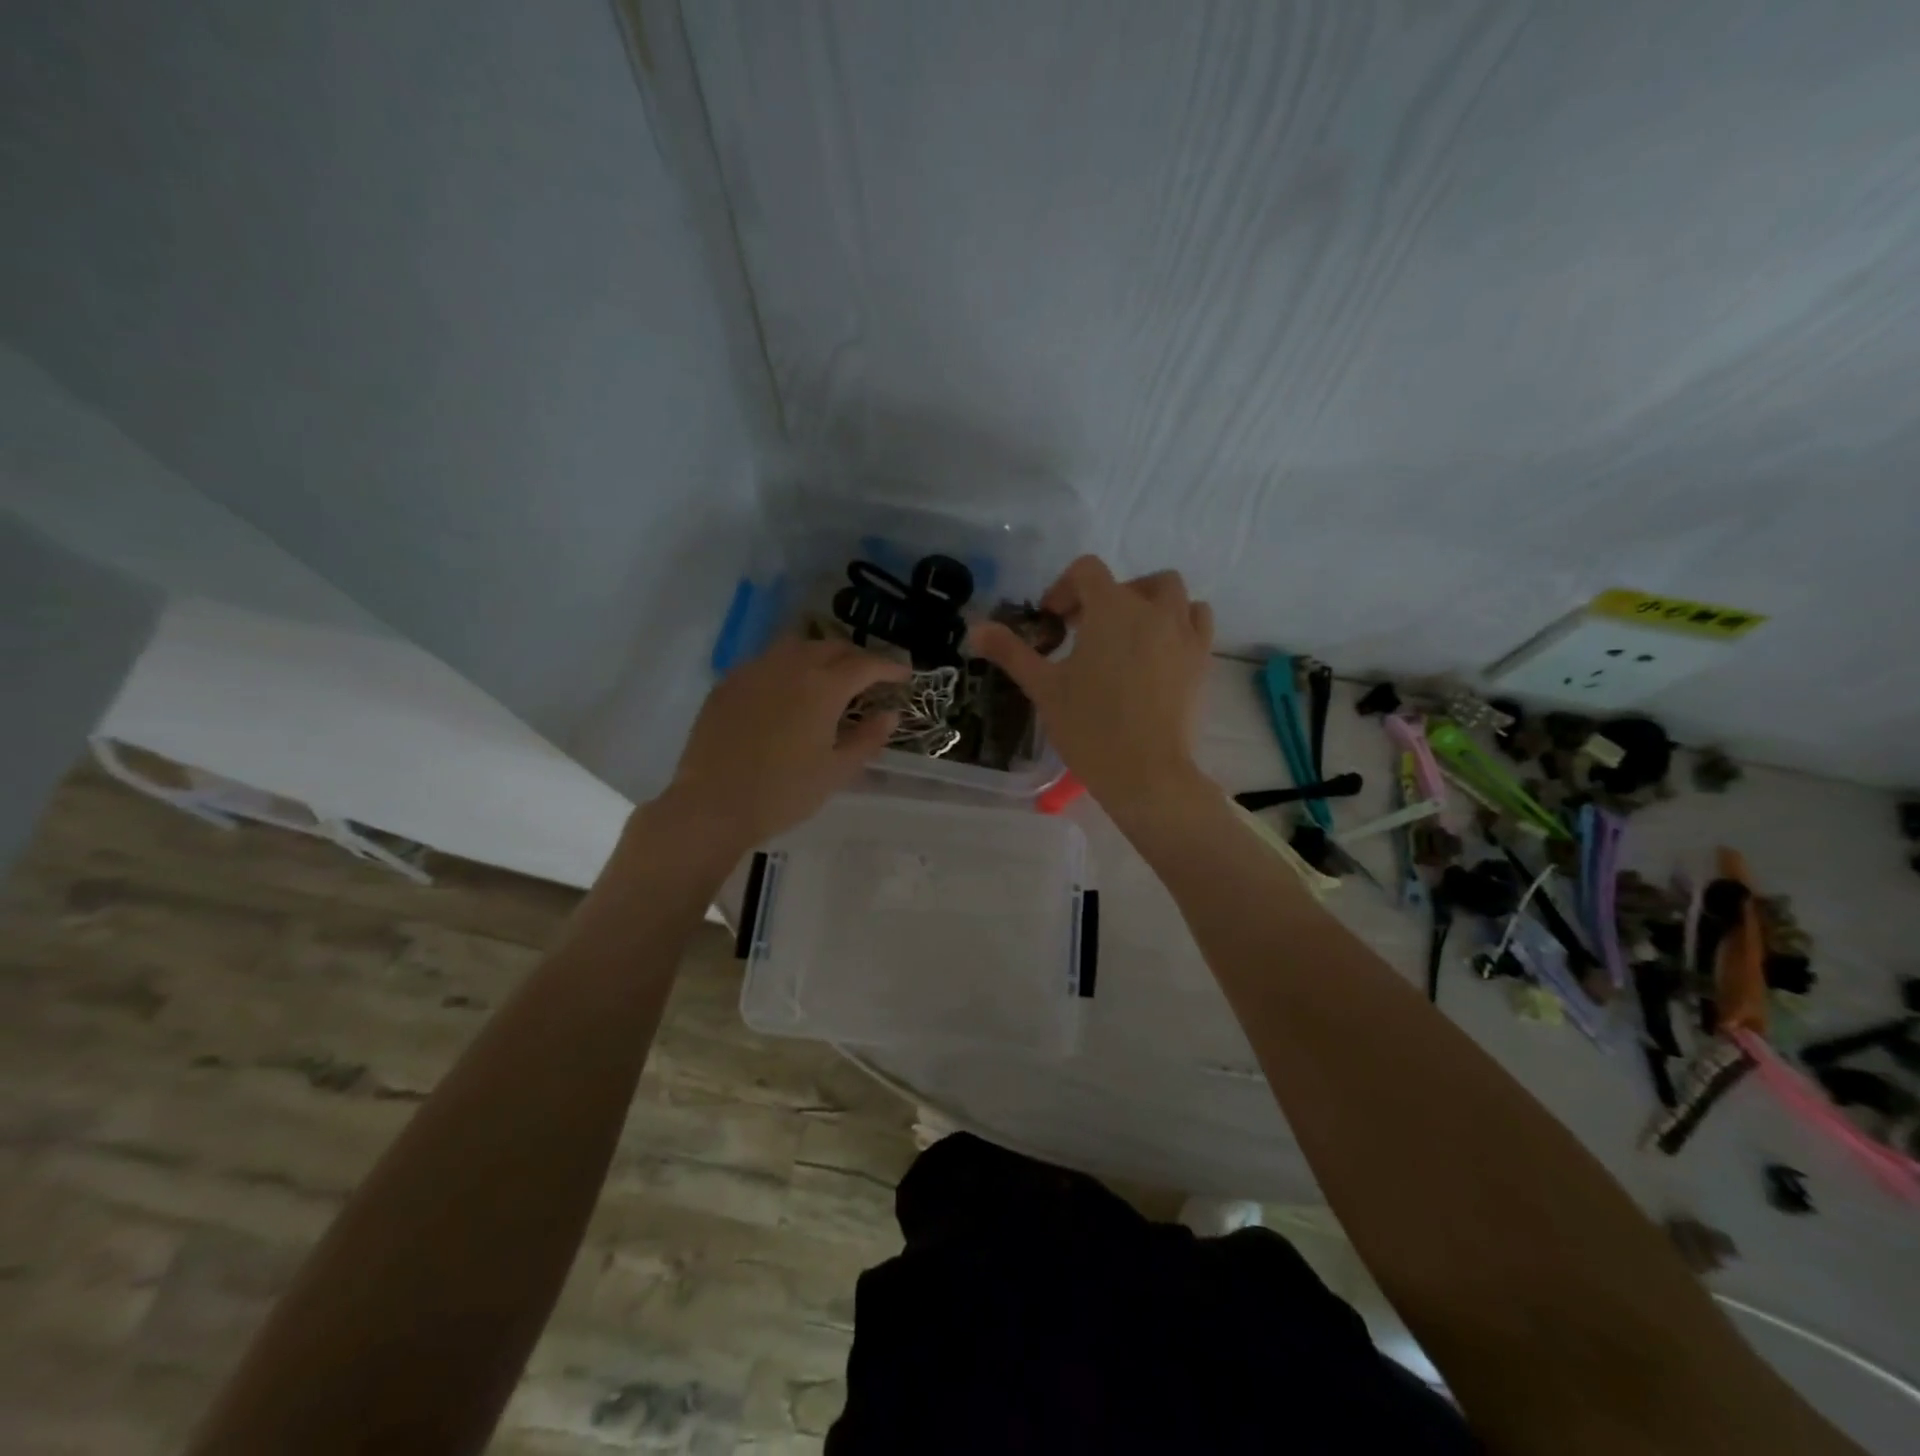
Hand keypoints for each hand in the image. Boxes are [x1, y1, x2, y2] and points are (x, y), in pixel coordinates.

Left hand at [653, 636, 908, 850]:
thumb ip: (867, 738)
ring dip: (821, 653)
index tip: (905, 675)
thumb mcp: (836, 771)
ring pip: (797, 646)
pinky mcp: (729, 683)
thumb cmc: (783, 793)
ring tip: (830, 675)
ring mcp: (755, 670)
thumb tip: (890, 715)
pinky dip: (788, 666)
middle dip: (857, 657)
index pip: (865, 665)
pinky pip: (767, 660)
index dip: (889, 667)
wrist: (712, 805)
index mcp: (823, 687)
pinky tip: (788, 689)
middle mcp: (790, 666)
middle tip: (870, 676)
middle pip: (832, 647)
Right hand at [970, 556, 1213, 813]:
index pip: (1087, 570)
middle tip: (1085, 631)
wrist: (1145, 772)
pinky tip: (1159, 650)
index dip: (1064, 588)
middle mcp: (1153, 609)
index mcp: (1111, 608)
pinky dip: (1179, 622)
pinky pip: (1197, 620)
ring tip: (1127, 635)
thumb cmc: (1089, 726)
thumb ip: (1011, 652)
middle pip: (1131, 581)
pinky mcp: (1202, 659)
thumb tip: (975, 629)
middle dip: (1105, 597)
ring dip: (1147, 603)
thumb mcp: (1043, 687)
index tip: (1052, 621)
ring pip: (1172, 594)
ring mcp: (1183, 633)